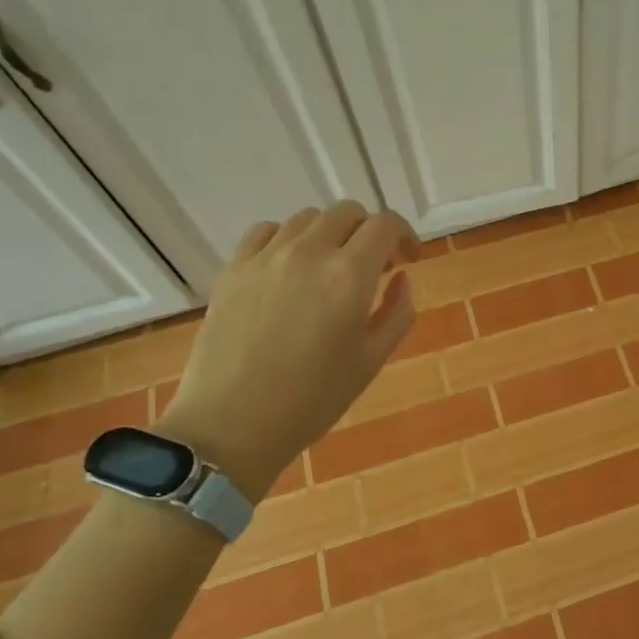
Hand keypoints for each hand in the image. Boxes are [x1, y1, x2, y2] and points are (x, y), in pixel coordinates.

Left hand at [158, 201, 419, 501]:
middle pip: (348, 213)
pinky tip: (291, 268)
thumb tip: (401, 278)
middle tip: (373, 267)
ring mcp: (266, 257)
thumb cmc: (312, 400)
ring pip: (308, 218)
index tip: (408, 259)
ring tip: (330, 268)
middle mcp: (309, 253)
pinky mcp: (234, 268)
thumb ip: (397, 312)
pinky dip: (289, 239)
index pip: (385, 225)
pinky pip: (267, 231)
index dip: (405, 235)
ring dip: (330, 234)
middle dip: (369, 232)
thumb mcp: (372, 360)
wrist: (231, 425)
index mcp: (349, 276)